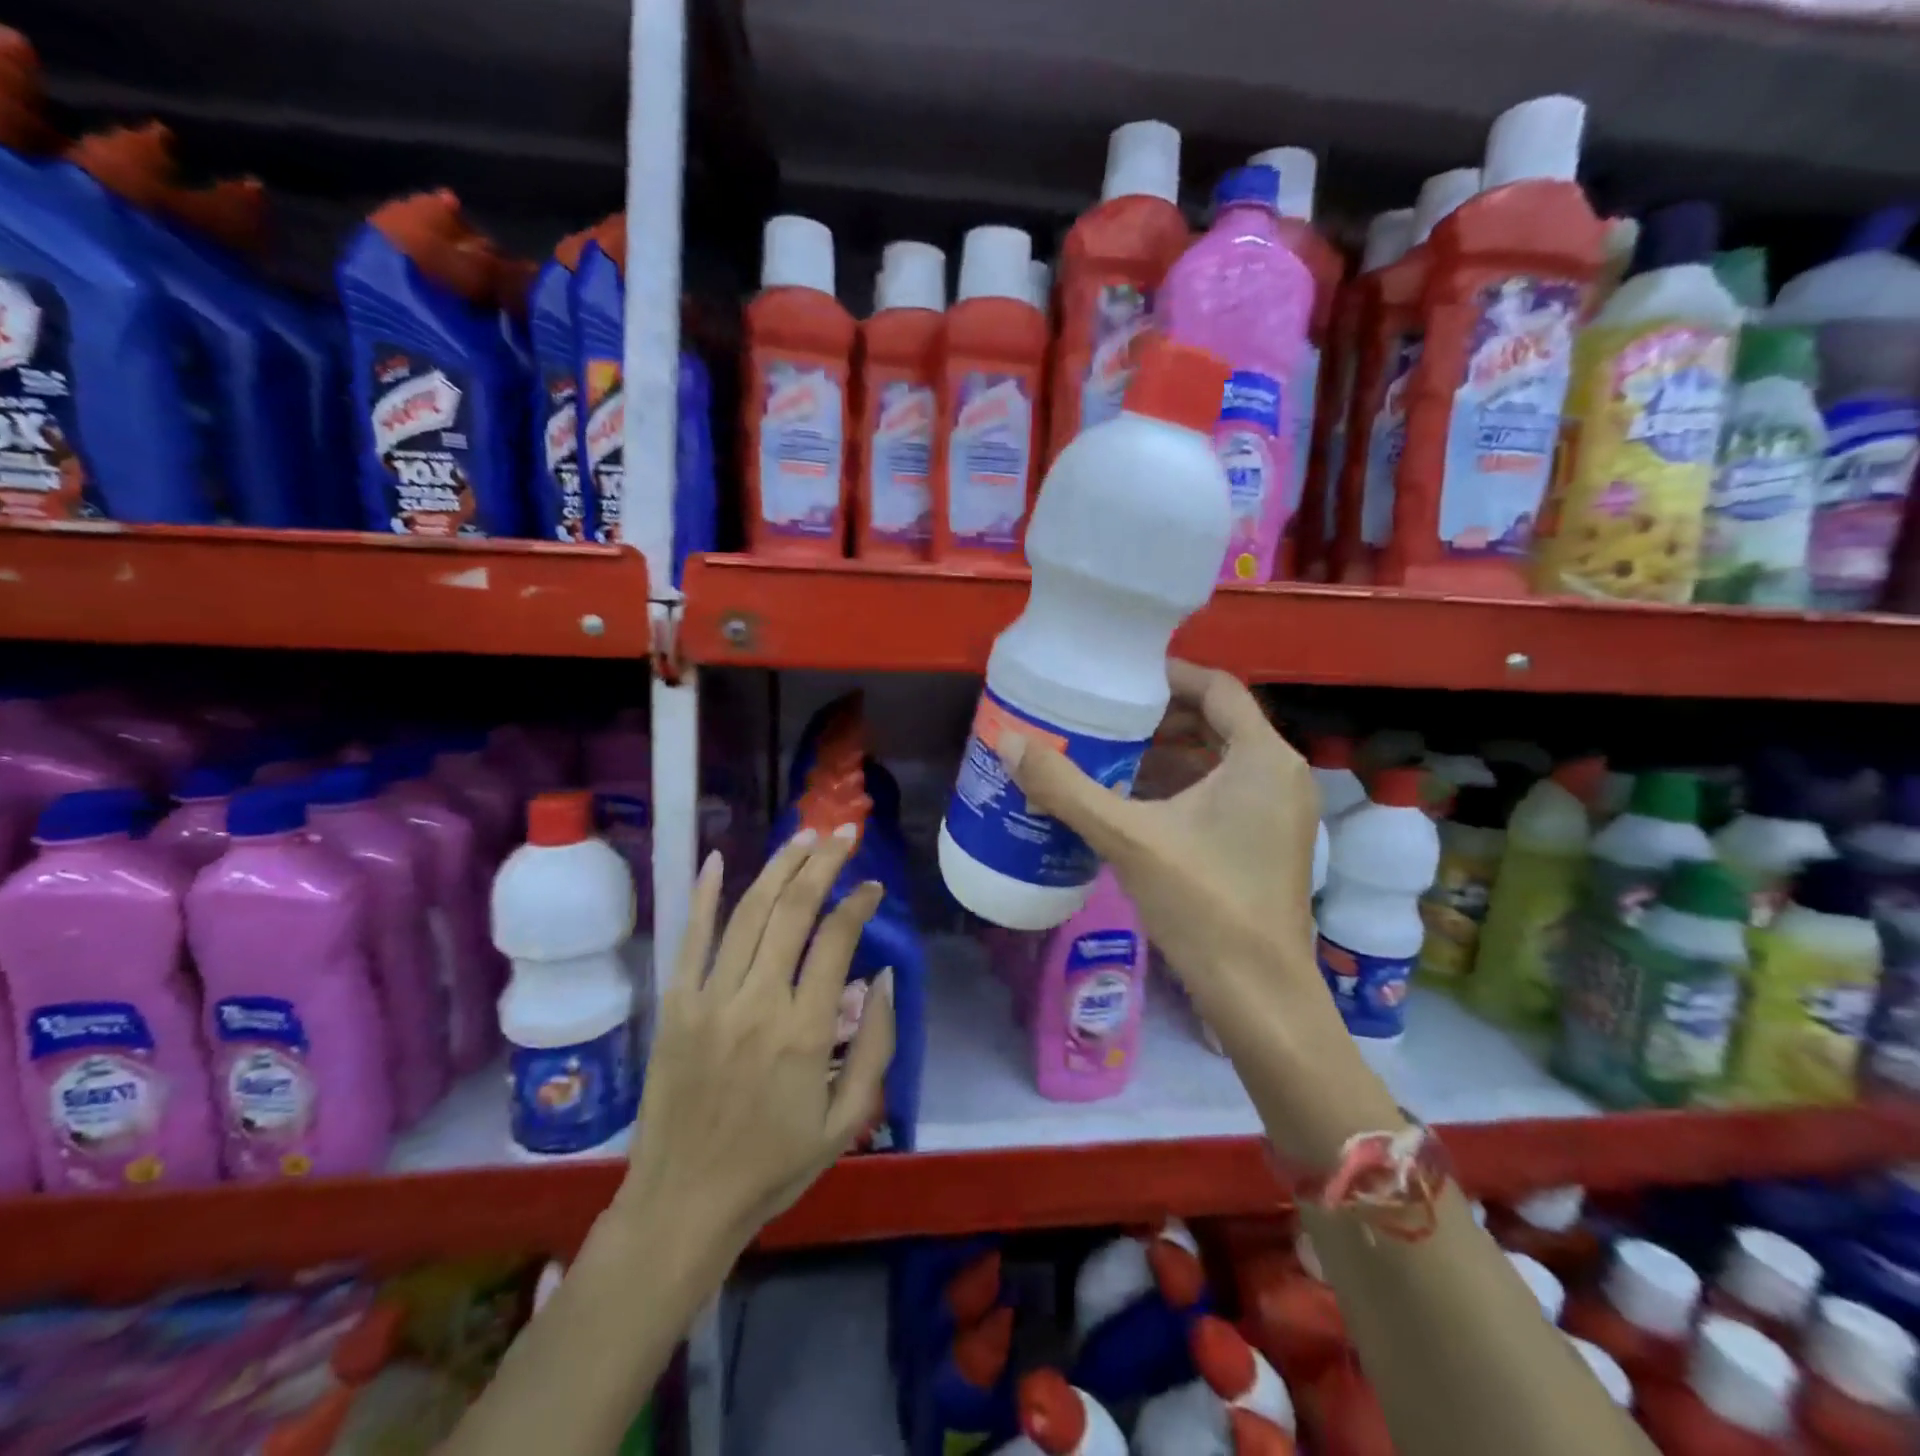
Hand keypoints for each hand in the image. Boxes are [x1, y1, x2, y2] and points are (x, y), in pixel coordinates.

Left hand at [617, 827, 895, 1257]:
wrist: (684, 1204)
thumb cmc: (774, 1165)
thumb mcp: (848, 1120)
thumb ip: (877, 1045)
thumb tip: (888, 977)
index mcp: (804, 1030)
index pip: (836, 938)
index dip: (859, 902)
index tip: (874, 887)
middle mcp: (757, 1001)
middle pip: (793, 909)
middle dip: (823, 862)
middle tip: (844, 835)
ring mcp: (709, 999)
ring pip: (748, 912)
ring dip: (779, 867)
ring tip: (804, 836)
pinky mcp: (675, 1006)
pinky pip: (690, 939)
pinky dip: (704, 896)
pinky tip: (718, 859)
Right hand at [999, 661, 1321, 1015]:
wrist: (1257, 995)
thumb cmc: (1204, 904)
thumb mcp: (1128, 838)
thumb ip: (1067, 788)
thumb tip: (1009, 742)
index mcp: (1263, 758)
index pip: (1215, 687)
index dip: (1166, 675)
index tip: (1117, 677)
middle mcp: (1280, 774)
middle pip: (1216, 721)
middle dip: (1158, 716)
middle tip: (1102, 715)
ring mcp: (1278, 812)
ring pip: (1218, 760)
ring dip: (1167, 753)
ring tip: (1107, 751)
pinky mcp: (1266, 842)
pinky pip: (1222, 792)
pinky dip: (1181, 786)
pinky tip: (1132, 800)